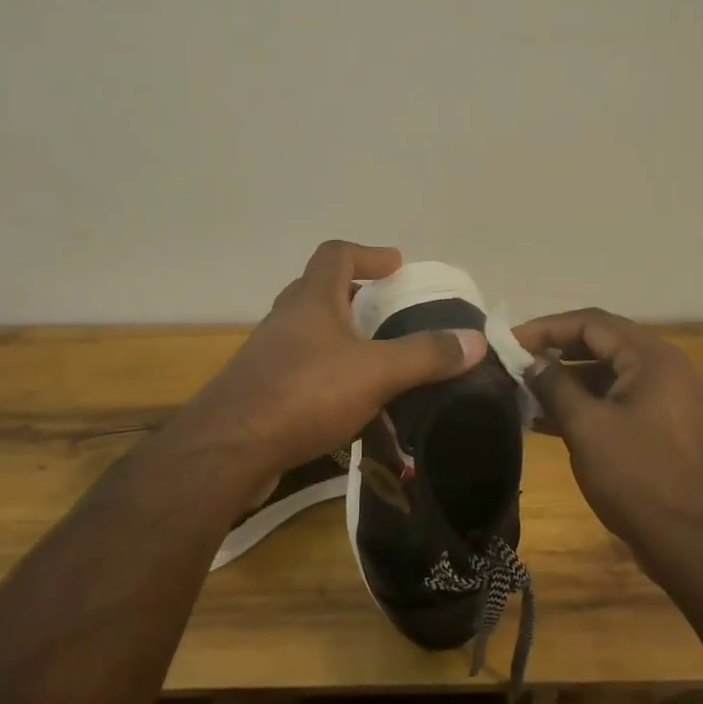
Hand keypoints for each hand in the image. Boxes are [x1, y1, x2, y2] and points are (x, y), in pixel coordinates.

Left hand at [176, 241, 487, 480]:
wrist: (228, 449)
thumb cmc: (304, 393)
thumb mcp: (375, 371)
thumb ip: (425, 355)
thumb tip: (474, 341)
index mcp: (311, 300)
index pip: (336, 255)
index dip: (368, 253)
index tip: (396, 266)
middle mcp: (286, 320)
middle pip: (321, 292)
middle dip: (357, 299)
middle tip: (389, 315)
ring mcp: (269, 356)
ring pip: (311, 335)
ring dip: (344, 341)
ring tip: (378, 364)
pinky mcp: (262, 391)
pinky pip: (303, 371)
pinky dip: (330, 377)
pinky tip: (351, 407)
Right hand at [514, 308, 702, 572]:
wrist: (696, 544)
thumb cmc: (639, 478)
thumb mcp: (587, 428)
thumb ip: (555, 386)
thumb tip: (531, 362)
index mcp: (651, 357)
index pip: (591, 323)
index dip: (546, 328)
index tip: (509, 341)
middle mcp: (663, 367)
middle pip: (600, 343)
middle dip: (555, 351)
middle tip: (515, 362)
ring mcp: (666, 398)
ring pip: (607, 374)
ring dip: (567, 380)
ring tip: (524, 392)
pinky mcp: (662, 425)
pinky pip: (616, 400)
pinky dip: (585, 404)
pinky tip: (547, 420)